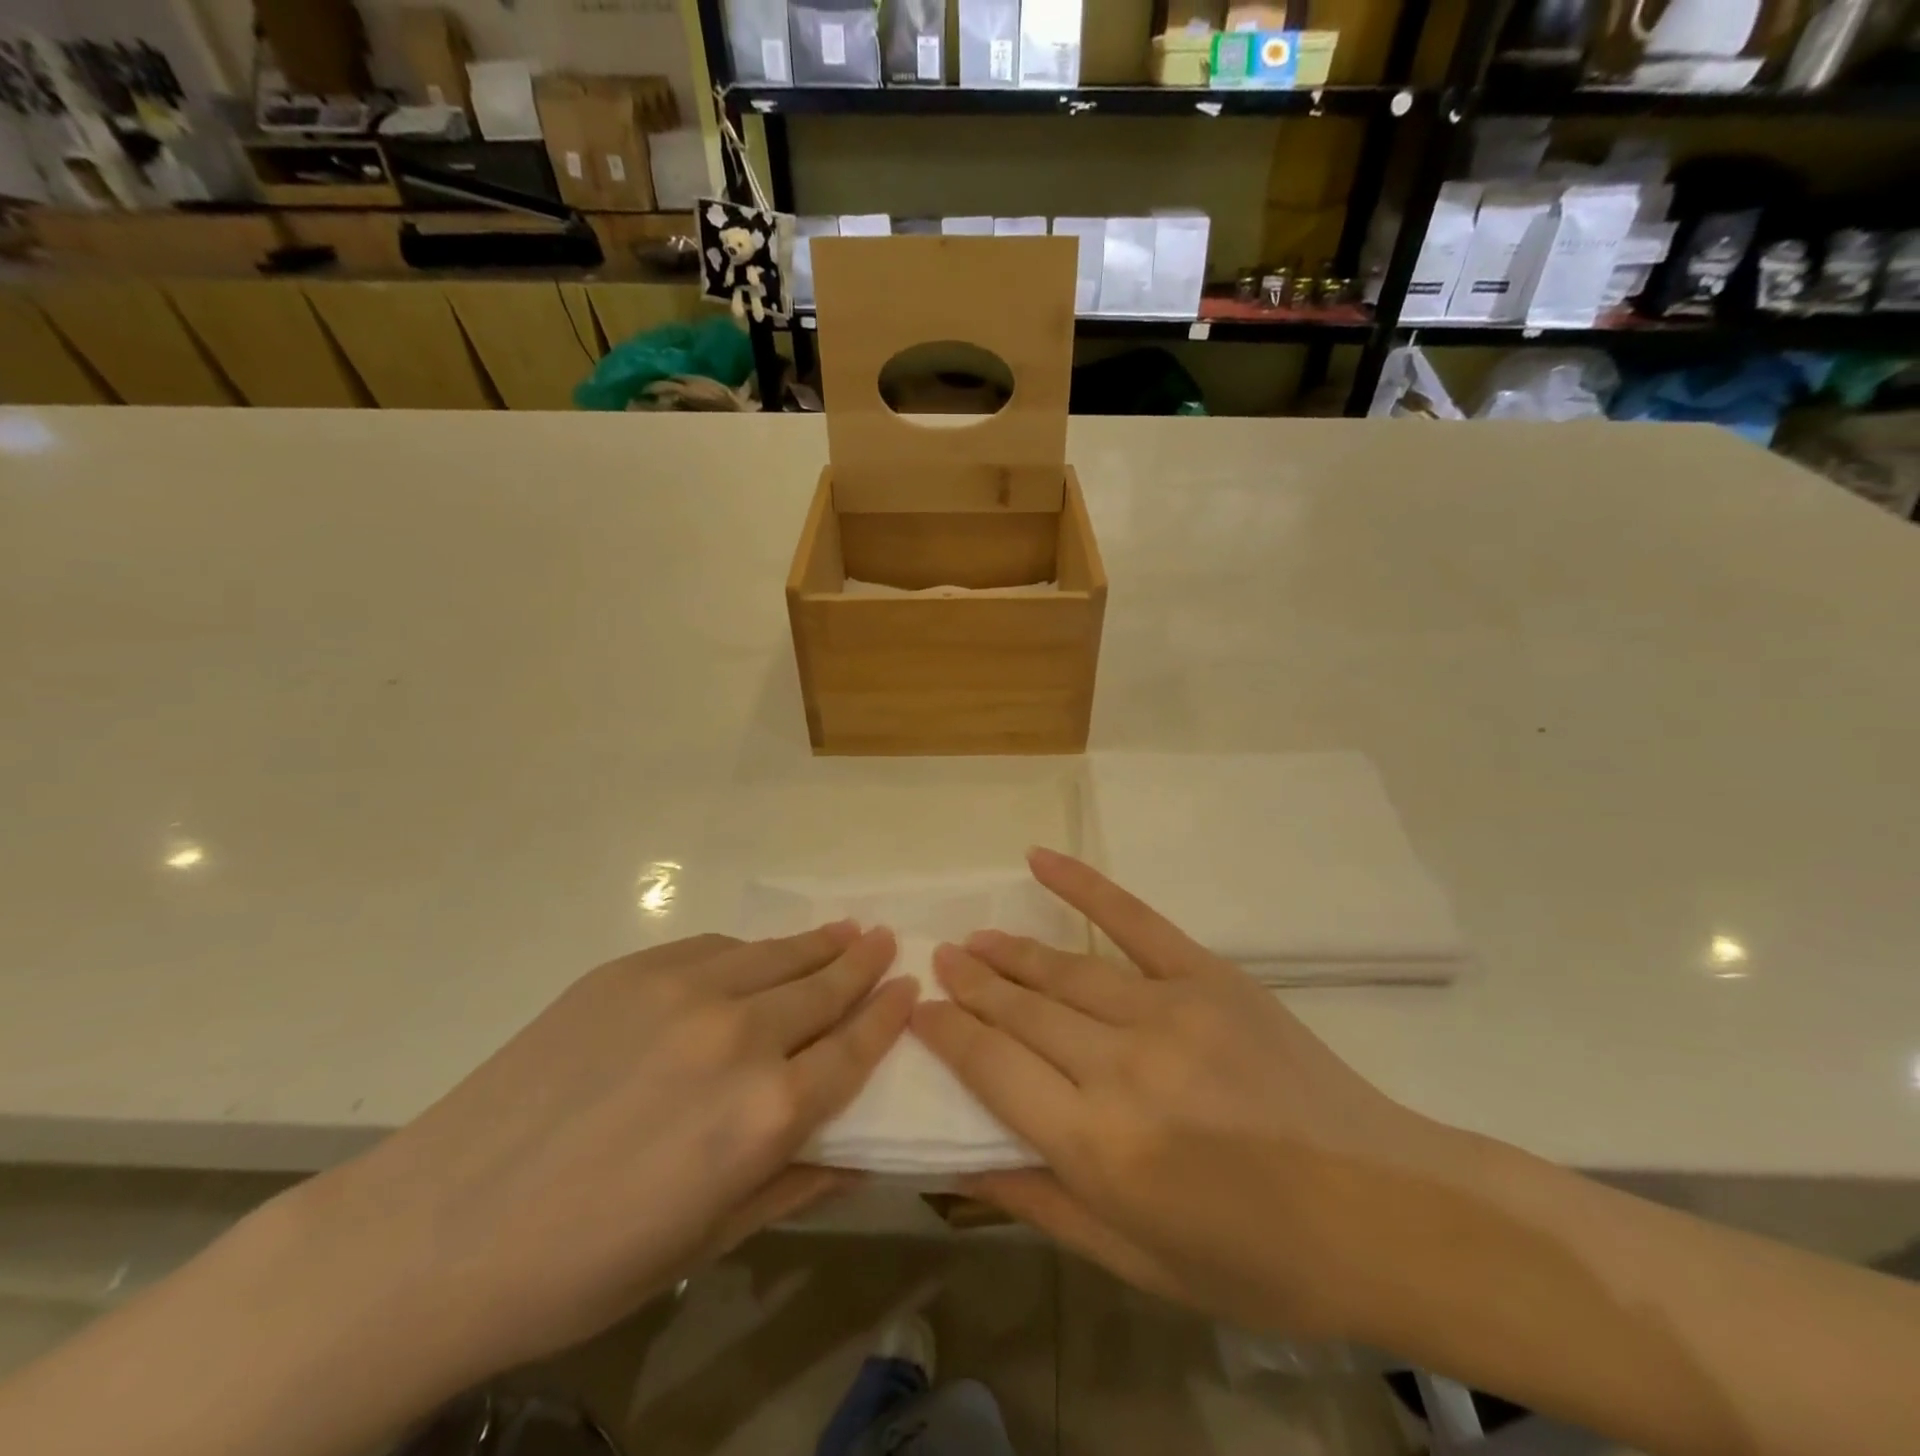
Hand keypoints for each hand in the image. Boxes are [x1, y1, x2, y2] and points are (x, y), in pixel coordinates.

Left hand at [295, 926, 913, 1380]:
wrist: (436, 1231)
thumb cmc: (583, 1266)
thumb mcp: (705, 1242)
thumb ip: (794, 1183)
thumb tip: (860, 1152)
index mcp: (767, 1113)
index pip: (855, 1048)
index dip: (888, 1014)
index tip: (909, 986)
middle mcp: (739, 1035)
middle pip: (823, 987)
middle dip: (862, 963)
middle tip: (884, 941)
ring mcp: (683, 990)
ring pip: (775, 954)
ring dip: (817, 943)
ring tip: (844, 929)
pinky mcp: (632, 969)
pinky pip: (715, 947)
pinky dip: (750, 950)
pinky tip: (757, 954)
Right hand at [914, 849, 1455, 1336]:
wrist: (1389, 1214)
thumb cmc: (1258, 1260)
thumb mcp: (1140, 1263)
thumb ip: (1043, 1203)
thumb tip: (960, 1161)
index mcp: (1098, 1146)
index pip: (992, 1068)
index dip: (947, 1033)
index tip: (918, 1011)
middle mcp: (1121, 1067)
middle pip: (1021, 1010)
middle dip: (970, 985)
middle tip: (936, 961)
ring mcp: (1168, 1010)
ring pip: (1062, 969)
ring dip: (1008, 952)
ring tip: (971, 940)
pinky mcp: (1209, 976)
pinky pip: (1134, 919)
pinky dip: (1082, 886)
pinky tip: (1039, 860)